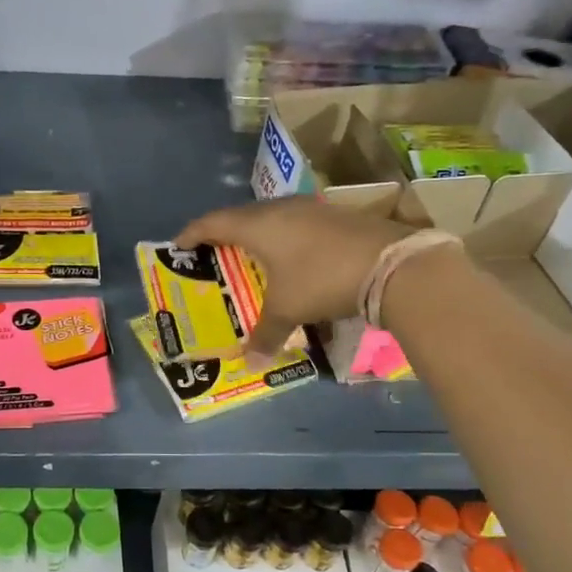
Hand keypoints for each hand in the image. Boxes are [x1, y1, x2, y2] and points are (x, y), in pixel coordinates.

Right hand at [174, 198, 410, 362]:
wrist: (392, 264)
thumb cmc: (322, 280)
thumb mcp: (289, 310)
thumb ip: (266, 334)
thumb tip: (249, 363)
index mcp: (258, 225)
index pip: (213, 222)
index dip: (192, 233)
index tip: (179, 245)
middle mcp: (281, 209)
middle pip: (242, 216)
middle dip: (225, 233)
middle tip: (215, 251)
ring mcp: (312, 208)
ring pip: (273, 216)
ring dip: (259, 233)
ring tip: (253, 254)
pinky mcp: (337, 215)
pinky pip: (298, 222)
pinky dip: (286, 237)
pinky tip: (294, 255)